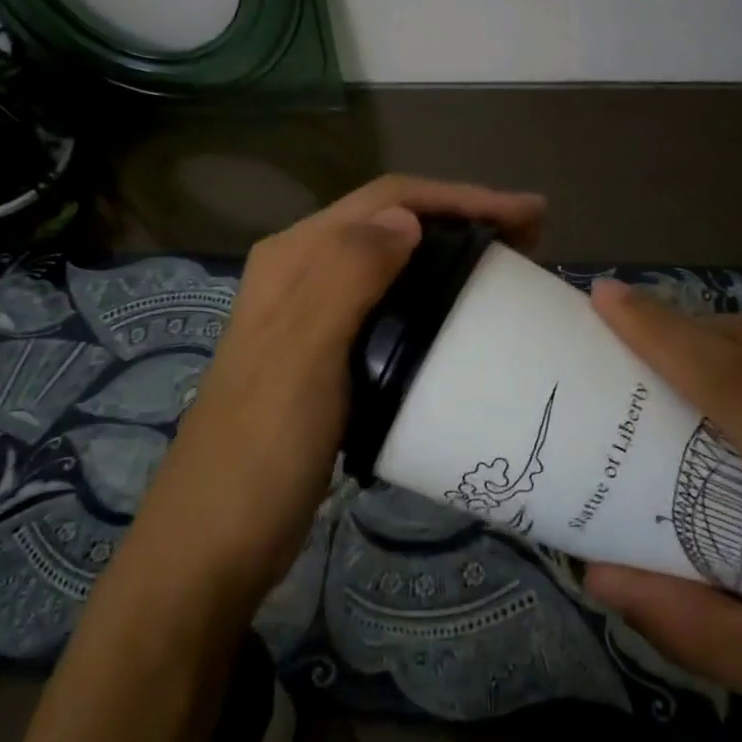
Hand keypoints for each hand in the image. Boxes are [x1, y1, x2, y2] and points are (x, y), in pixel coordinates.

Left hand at [127, 175, 544, 613]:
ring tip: (506, 272)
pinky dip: (429, 301)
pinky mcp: (324, 359)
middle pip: (389, 225)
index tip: (528, 215)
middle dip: (460, 220)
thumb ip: (346, 276)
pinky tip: (458, 321)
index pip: (385, 201)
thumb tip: (406, 218)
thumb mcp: (302, 356)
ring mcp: (309, 319)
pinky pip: (386, 309)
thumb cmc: (260, 450)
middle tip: (529, 241)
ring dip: (446, 257)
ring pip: (389, 265)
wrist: (212, 544)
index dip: (459, 197)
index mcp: (293, 259)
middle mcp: (299, 275)